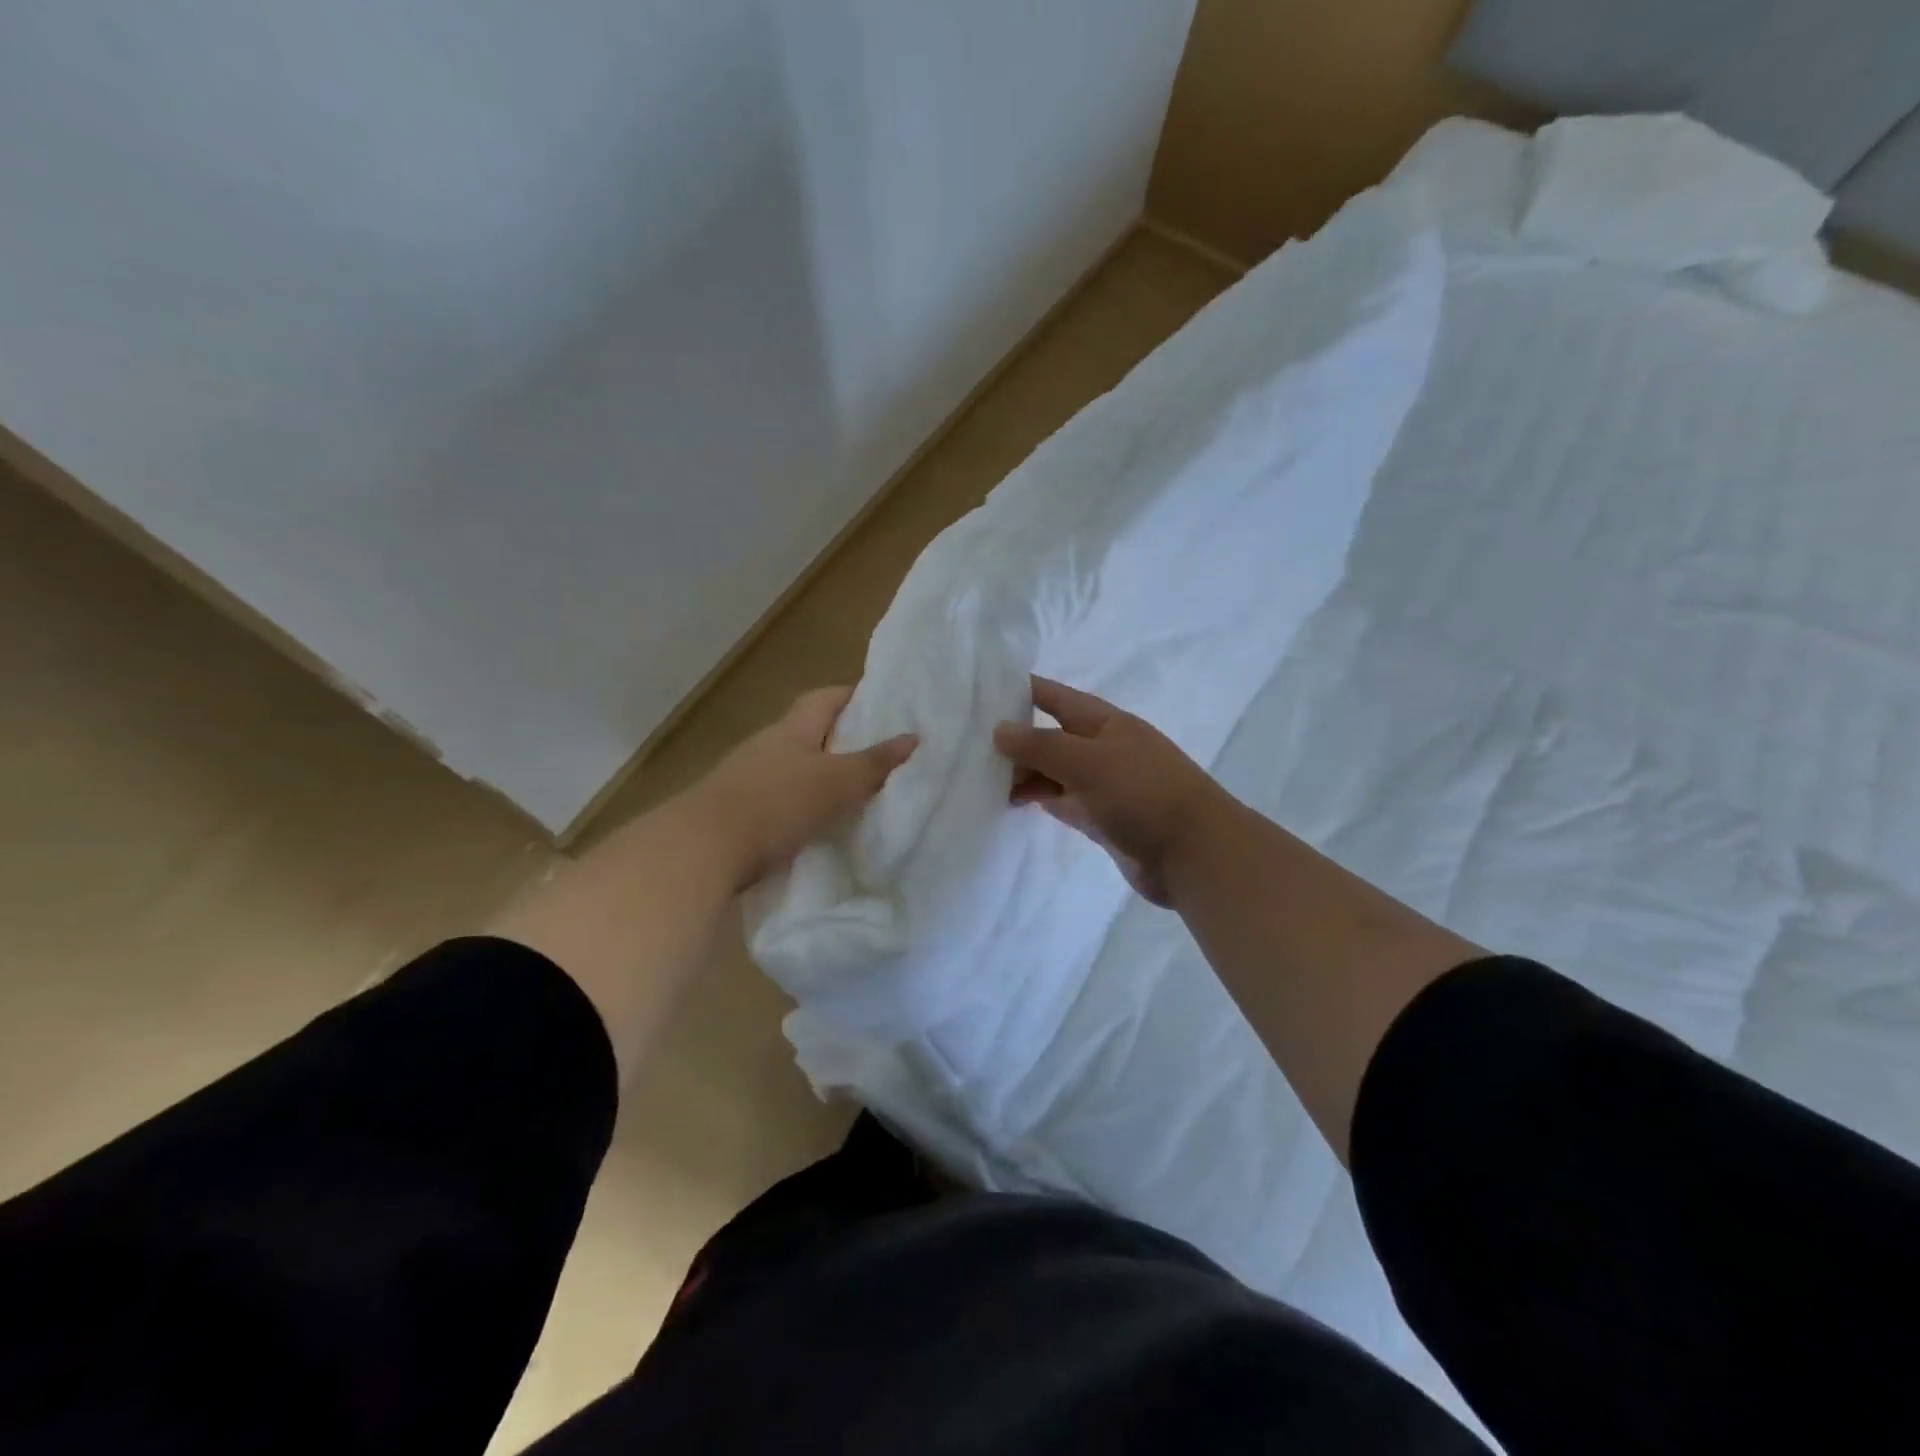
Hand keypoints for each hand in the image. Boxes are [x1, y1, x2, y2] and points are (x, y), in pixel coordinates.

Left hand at [694, 687, 916, 889]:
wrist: (705, 847)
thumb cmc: (777, 802)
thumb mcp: (836, 781)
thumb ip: (874, 762)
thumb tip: (913, 737)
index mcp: (792, 728)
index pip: (826, 697)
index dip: (855, 696)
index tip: (885, 707)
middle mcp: (768, 745)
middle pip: (810, 732)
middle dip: (843, 740)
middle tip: (880, 755)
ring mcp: (749, 778)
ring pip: (796, 768)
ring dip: (822, 776)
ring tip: (857, 792)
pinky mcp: (740, 812)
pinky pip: (782, 799)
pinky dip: (803, 806)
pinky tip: (821, 824)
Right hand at [993, 676, 1230, 905]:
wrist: (1193, 854)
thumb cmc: (1143, 794)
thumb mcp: (1088, 761)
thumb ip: (1041, 745)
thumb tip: (999, 729)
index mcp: (1104, 722)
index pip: (1053, 697)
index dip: (1019, 691)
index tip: (977, 692)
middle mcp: (1100, 748)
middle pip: (1048, 735)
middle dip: (1013, 738)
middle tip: (964, 744)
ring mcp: (1101, 784)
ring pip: (1051, 771)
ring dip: (1021, 772)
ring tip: (978, 777)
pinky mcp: (1100, 817)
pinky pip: (1060, 800)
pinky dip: (1037, 798)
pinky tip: (1008, 802)